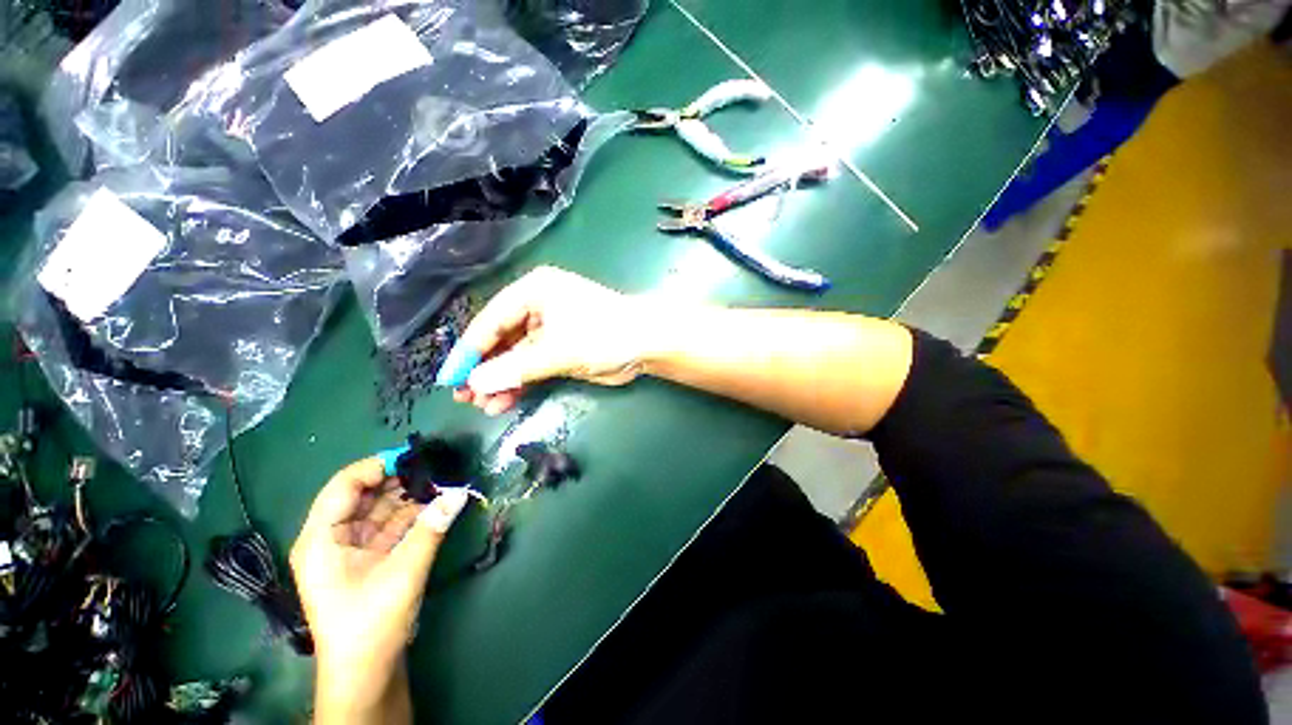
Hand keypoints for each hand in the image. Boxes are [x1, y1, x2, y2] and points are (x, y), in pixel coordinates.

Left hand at [290, 458, 469, 718]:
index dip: (376, 467)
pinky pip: (392, 526)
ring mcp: (352, 549)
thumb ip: (431, 529)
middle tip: (436, 467)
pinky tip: (437, 503)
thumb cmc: (370, 624)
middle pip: (364, 495)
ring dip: (410, 496)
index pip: (344, 486)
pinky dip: (414, 514)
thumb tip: (459, 492)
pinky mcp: (370, 559)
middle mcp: (333, 539)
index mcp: (321, 539)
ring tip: (443, 481)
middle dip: (399, 480)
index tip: (414, 457)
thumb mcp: (402, 573)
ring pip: (381, 509)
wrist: (366, 674)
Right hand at [453, 266, 661, 415]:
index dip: (469, 351)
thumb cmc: (603, 334)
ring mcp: (549, 330)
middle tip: (465, 397)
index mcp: (533, 292)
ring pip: (515, 357)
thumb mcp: (558, 350)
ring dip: (501, 380)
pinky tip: (505, 401)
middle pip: (501, 340)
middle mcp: (537, 307)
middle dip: (485, 369)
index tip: (450, 378)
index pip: (491, 321)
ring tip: (484, 406)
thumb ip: (517, 367)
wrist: (647, 343)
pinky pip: (532, 366)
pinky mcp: (561, 350)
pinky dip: (520, 383)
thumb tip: (476, 383)